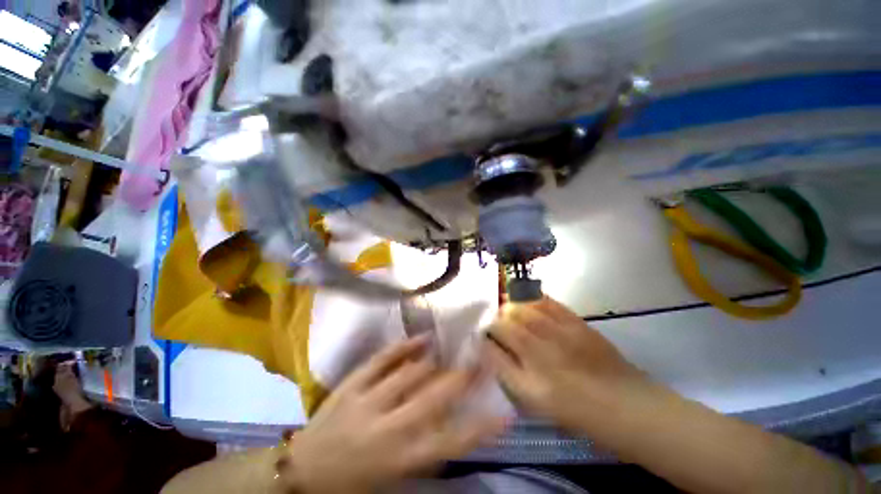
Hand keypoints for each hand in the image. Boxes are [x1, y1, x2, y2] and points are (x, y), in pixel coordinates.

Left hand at [278, 336, 506, 493]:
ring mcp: (367, 401)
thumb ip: (423, 453)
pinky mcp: (352, 384)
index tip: (504, 413)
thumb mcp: (393, 479)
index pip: (451, 442)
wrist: (300, 474)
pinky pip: (382, 359)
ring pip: (410, 373)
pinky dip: (404, 346)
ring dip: (435, 361)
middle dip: (462, 377)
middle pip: (433, 397)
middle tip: (480, 361)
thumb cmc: (351, 484)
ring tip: (451, 350)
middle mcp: (388, 428)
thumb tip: (450, 425)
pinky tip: (421, 337)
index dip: (481, 427)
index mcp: (399, 459)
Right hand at [484, 297, 650, 434]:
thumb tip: (488, 348)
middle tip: (493, 321)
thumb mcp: (536, 402)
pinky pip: (546, 301)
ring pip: (522, 308)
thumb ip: (508, 373)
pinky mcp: (576, 322)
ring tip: (505, 306)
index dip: (484, 336)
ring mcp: (560, 334)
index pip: (494, 347)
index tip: (482, 334)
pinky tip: (524, 297)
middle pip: (505, 322)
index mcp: (530, 380)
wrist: (627, 405)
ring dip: (509, 304)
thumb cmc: (577, 411)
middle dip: (494, 318)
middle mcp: (542, 353)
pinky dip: (531, 296)